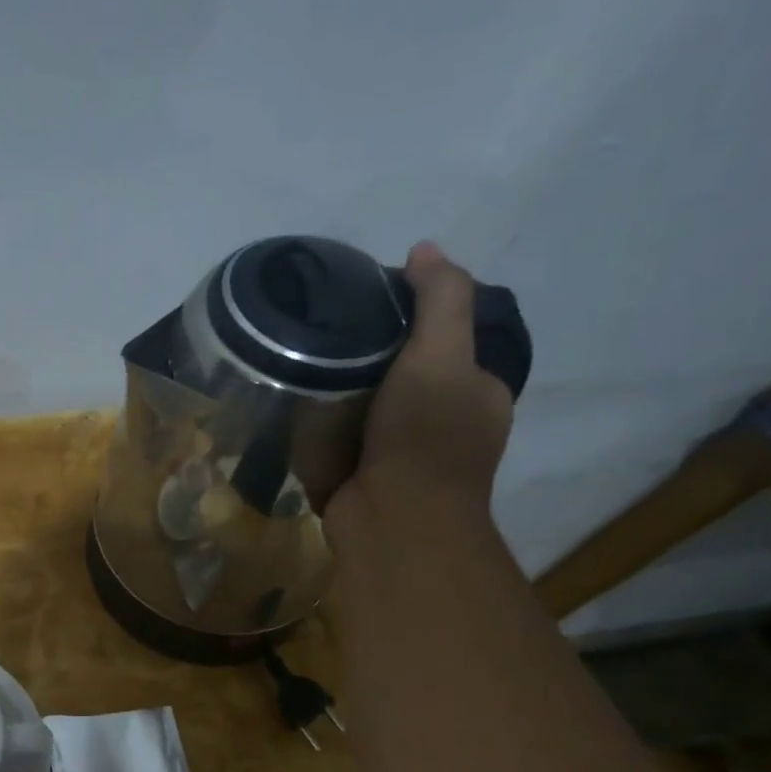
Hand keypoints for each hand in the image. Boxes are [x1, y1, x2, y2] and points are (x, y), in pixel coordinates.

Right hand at [328, 242, 514, 529]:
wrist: (391, 521)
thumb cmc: (424, 436)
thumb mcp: (443, 354)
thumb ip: (442, 300)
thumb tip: (425, 250)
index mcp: (475, 390)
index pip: (443, 336)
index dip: (407, 312)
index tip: (364, 298)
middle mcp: (442, 420)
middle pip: (400, 368)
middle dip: (367, 351)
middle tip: (325, 328)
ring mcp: (399, 451)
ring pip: (367, 402)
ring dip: (340, 386)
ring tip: (301, 357)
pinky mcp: (361, 473)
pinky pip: (340, 434)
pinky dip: (323, 420)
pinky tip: (296, 400)